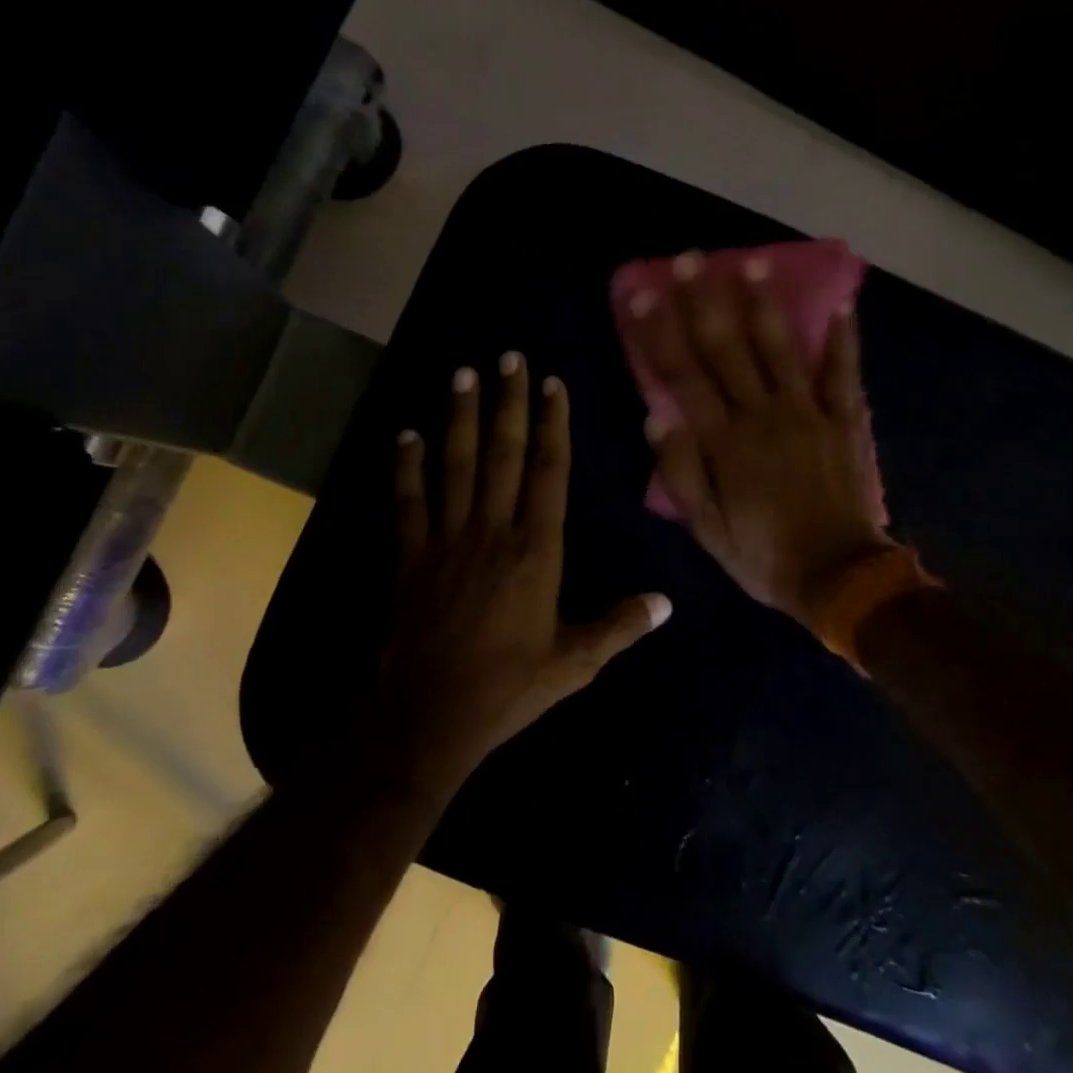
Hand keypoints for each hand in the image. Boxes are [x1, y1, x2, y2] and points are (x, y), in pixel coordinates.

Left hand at [378, 353, 671, 785]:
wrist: (433, 716)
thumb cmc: (511, 687)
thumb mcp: (576, 662)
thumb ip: (621, 625)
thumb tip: (666, 602)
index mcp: (537, 551)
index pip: (549, 472)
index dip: (552, 424)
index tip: (552, 384)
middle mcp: (493, 532)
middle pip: (504, 454)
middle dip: (508, 403)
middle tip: (508, 357)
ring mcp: (448, 540)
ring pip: (456, 466)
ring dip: (460, 418)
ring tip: (462, 374)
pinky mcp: (412, 558)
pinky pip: (408, 503)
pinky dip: (406, 467)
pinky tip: (405, 435)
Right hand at [632, 252, 891, 625]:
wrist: (839, 577)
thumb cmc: (763, 556)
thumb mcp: (707, 529)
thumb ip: (681, 473)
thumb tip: (654, 419)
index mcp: (724, 442)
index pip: (682, 376)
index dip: (659, 333)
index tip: (640, 294)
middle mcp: (762, 415)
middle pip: (727, 349)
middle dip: (704, 301)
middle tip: (690, 259)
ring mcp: (807, 414)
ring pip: (780, 349)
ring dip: (764, 305)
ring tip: (751, 264)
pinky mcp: (843, 422)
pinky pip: (843, 374)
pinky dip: (843, 340)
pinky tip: (841, 305)